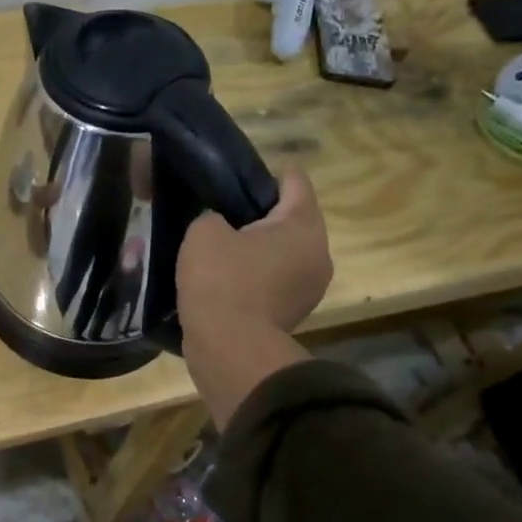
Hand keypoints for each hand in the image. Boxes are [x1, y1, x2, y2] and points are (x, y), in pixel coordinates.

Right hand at [176, 170, 332, 336]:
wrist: (229, 348)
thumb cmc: (221, 280)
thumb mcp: (203, 232)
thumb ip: (213, 215)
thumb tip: (220, 224)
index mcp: (303, 225)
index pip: (294, 181)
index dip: (265, 173)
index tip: (235, 177)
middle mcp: (318, 253)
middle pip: (293, 218)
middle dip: (261, 213)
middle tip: (224, 212)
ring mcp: (310, 287)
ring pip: (285, 251)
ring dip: (259, 247)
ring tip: (222, 246)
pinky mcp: (294, 313)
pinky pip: (277, 279)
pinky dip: (257, 274)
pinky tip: (226, 276)